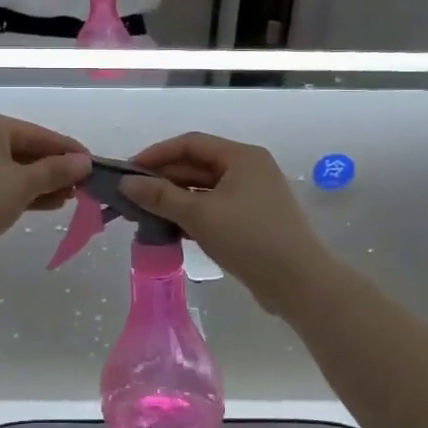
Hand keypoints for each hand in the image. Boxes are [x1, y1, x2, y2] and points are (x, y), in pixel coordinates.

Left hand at [0, 111, 90, 266]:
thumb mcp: (22, 185)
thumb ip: (55, 171)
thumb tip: (84, 161)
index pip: (38, 134)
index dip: (68, 151)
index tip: (94, 165)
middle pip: (24, 149)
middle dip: (53, 170)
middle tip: (81, 188)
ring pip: (10, 168)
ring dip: (38, 183)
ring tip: (66, 200)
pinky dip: (17, 191)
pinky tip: (41, 205)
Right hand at [119, 133, 338, 315]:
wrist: (300, 284)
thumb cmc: (250, 239)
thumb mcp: (200, 215)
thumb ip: (161, 196)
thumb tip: (126, 183)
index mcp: (242, 157)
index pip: (191, 143)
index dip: (157, 154)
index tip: (128, 171)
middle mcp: (249, 169)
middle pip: (197, 165)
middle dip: (163, 179)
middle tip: (131, 196)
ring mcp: (252, 196)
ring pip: (204, 189)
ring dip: (175, 199)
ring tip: (143, 214)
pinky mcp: (252, 221)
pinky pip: (214, 208)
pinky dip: (191, 215)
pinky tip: (169, 229)